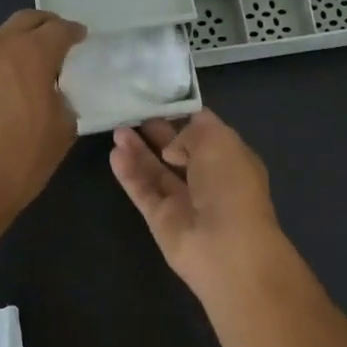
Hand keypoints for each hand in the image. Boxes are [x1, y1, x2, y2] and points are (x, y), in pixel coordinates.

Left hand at [0, 10, 85, 232]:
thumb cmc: (20, 163)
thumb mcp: (61, 132)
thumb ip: (61, 99)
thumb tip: (51, 92)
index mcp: (30, 56)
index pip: (58, 30)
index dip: (72, 33)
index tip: (78, 39)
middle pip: (21, 23)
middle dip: (40, 29)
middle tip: (49, 44)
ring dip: (1, 61)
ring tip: (3, 89)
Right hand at [109, 110, 289, 298]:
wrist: (225, 246)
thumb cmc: (230, 186)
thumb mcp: (218, 141)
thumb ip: (192, 131)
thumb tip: (172, 148)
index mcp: (231, 159)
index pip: (205, 132)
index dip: (183, 116)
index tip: (160, 100)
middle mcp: (208, 179)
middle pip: (177, 151)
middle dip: (157, 132)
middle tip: (132, 113)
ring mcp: (183, 201)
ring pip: (156, 171)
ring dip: (138, 150)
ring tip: (118, 130)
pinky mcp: (161, 219)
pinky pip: (143, 191)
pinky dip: (130, 173)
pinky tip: (115, 154)